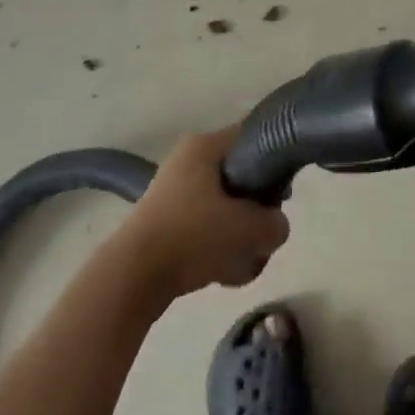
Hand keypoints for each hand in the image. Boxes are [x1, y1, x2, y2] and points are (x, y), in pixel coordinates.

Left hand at [117, 127, 290, 300]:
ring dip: (237, 238)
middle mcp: (188, 160)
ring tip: (240, 263)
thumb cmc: (192, 237)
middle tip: (259, 235)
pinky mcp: (165, 223)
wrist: (132, 278)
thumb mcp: (249, 229)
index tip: (282, 194)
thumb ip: (275, 224)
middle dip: (254, 213)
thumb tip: (275, 226)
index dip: (274, 163)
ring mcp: (173, 192)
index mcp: (205, 145)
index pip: (253, 137)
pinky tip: (221, 275)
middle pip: (241, 179)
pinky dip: (216, 250)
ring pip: (224, 209)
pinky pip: (204, 230)